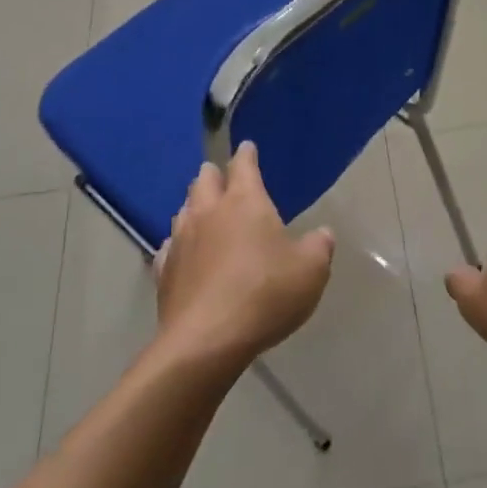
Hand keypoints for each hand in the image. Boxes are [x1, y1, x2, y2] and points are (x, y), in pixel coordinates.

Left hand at [152, 142, 335, 368]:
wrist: (208, 340)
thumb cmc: (266, 294)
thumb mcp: (311, 270)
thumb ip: (319, 247)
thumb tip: (322, 234)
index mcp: (245, 202)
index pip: (243, 166)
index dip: (247, 155)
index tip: (247, 147)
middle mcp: (208, 212)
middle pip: (203, 181)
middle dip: (213, 174)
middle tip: (220, 176)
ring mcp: (181, 241)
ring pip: (183, 211)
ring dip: (194, 206)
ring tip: (203, 211)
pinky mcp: (164, 272)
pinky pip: (170, 247)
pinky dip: (179, 243)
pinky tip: (183, 251)